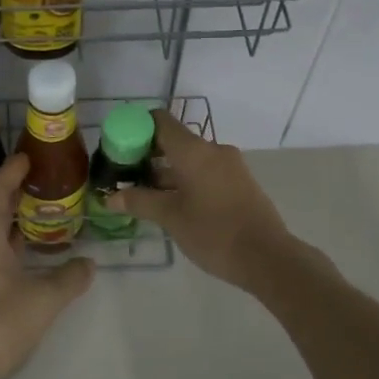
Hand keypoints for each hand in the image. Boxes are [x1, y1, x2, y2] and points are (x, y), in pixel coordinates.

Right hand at [107, 109, 293, 288]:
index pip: (160, 121)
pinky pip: (205, 171)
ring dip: (166, 172)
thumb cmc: (214, 233)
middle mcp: (213, 150)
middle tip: (125, 176)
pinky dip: (185, 180)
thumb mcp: (171, 218)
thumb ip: (139, 202)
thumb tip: (111, 198)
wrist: (268, 258)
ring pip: (189, 159)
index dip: (136, 128)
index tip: (119, 149)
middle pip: (174, 140)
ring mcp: (229, 166)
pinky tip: (172, 203)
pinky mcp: (239, 183)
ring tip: (144, 195)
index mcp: (194, 151)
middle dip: (148, 155)